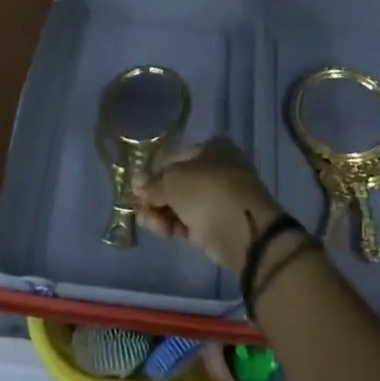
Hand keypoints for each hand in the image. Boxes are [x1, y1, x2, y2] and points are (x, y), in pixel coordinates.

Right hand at [132, 138, 278, 274]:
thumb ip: (152, 183)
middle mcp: (217, 170)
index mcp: (212, 149)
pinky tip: (161, 231)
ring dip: (161, 212)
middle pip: (177, 182)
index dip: (153, 172)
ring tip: (146, 222)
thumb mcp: (172, 181)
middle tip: (138, 208)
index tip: (136, 188)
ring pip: (182, 204)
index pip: (174, 157)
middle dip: (155, 196)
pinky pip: (190, 221)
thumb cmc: (207, 191)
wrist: (244, 231)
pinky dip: (174, 225)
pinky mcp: (219, 224)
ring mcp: (219, 198)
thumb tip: (137, 183)